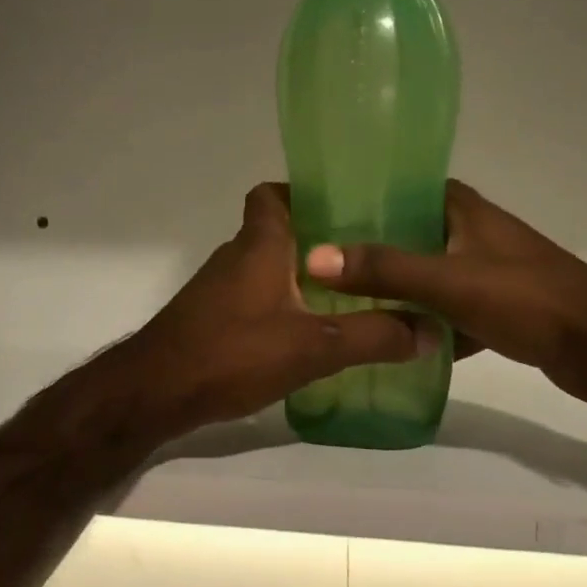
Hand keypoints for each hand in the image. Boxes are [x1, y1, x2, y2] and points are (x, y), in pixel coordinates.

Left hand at [111, 184, 437, 443]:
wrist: (156, 392)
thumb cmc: (233, 352)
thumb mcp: (314, 346)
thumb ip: (373, 337)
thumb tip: (430, 330)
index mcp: (260, 244)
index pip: (271, 194)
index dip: (302, 193)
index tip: (344, 210)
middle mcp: (236, 256)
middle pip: (277, 231)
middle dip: (318, 242)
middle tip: (365, 260)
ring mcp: (218, 289)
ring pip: (266, 267)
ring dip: (300, 277)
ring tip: (348, 297)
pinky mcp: (211, 318)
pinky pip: (254, 298)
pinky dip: (280, 306)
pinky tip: (307, 334)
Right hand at [304, 181, 586, 408]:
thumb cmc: (527, 299)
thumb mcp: (449, 282)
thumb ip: (385, 269)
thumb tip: (314, 256)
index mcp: (464, 210)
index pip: (404, 188)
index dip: (365, 197)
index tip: (322, 213)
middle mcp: (473, 233)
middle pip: (410, 234)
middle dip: (371, 249)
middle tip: (320, 264)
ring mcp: (486, 272)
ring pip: (427, 276)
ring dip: (395, 289)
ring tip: (343, 301)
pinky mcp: (496, 309)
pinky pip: (447, 311)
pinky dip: (424, 323)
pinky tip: (390, 340)